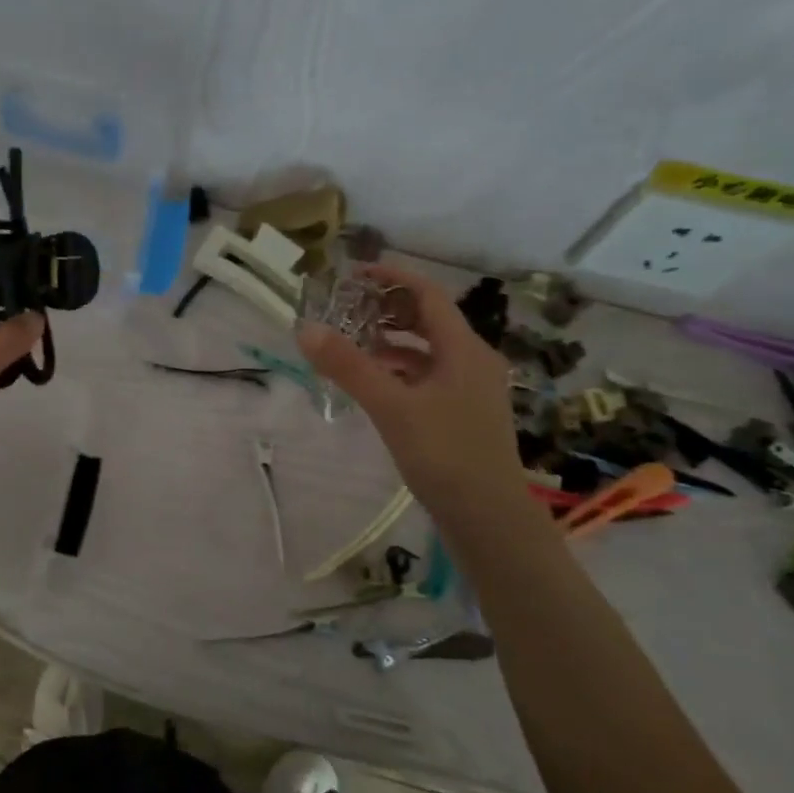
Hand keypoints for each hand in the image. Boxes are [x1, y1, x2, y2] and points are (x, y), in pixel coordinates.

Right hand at [297, 262, 524, 511]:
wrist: (488, 518)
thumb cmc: (444, 455)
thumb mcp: (391, 407)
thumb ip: (348, 366)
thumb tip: (305, 328)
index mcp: (464, 349)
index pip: (427, 294)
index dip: (392, 278)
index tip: (353, 274)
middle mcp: (473, 360)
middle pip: (428, 320)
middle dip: (387, 309)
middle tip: (346, 309)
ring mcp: (471, 388)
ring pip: (427, 350)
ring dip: (391, 341)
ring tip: (351, 343)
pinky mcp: (463, 412)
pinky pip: (428, 375)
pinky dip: (400, 369)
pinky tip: (373, 383)